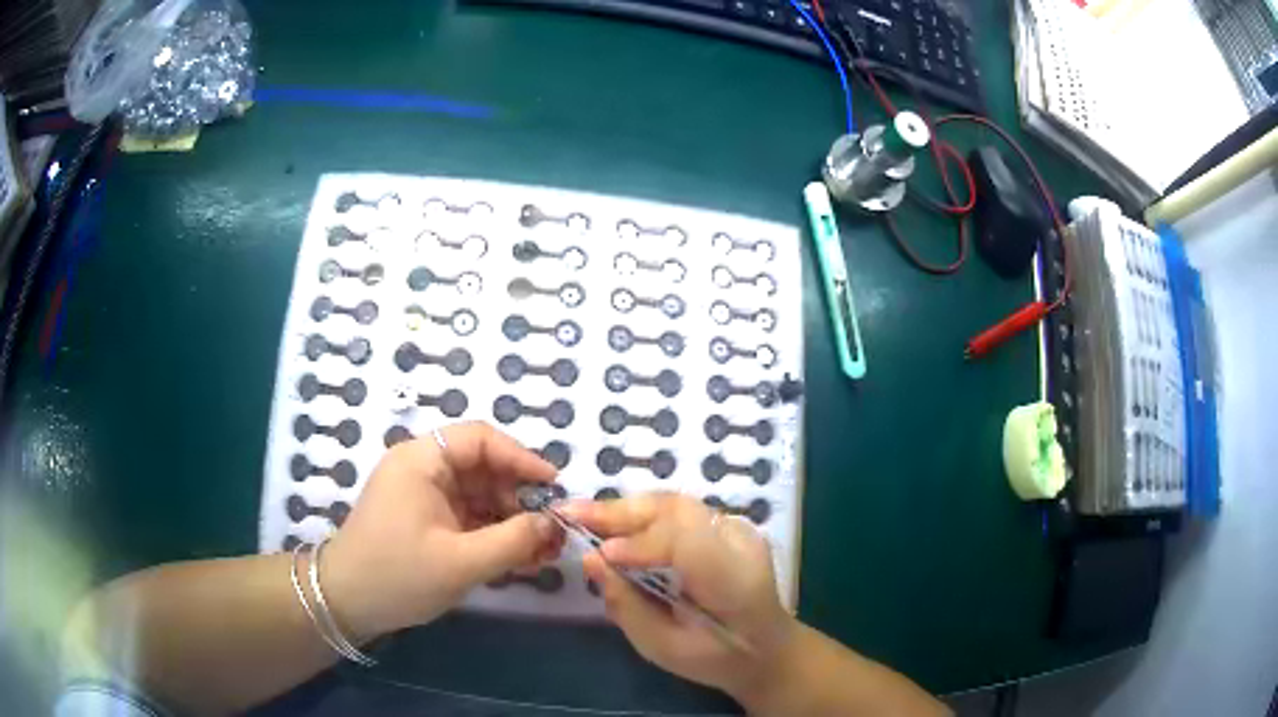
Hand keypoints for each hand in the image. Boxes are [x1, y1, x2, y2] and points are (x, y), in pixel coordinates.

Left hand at [322, 422, 562, 640]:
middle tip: (551, 529)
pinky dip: (491, 532)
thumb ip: (514, 541)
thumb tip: (553, 524)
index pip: (480, 439)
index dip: (521, 458)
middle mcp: (421, 468)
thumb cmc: (399, 575)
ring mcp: (421, 494)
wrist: (346, 603)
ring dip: (510, 519)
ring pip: (477, 494)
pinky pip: (466, 515)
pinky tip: (516, 557)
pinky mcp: (423, 518)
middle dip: (519, 497)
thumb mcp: (462, 562)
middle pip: (481, 467)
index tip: (553, 486)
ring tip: (541, 551)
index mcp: (421, 461)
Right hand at [561, 493, 797, 698]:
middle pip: (679, 510)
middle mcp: (740, 545)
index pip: (687, 544)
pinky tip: (612, 523)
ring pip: (675, 503)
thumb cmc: (716, 659)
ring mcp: (737, 530)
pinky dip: (640, 514)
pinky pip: (678, 511)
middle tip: (570, 513)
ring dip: (626, 508)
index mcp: (735, 583)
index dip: (639, 544)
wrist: (766, 648)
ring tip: (582, 515)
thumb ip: (628, 606)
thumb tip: (590, 561)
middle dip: (621, 512)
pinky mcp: (725, 526)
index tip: (597, 554)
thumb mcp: (665, 649)